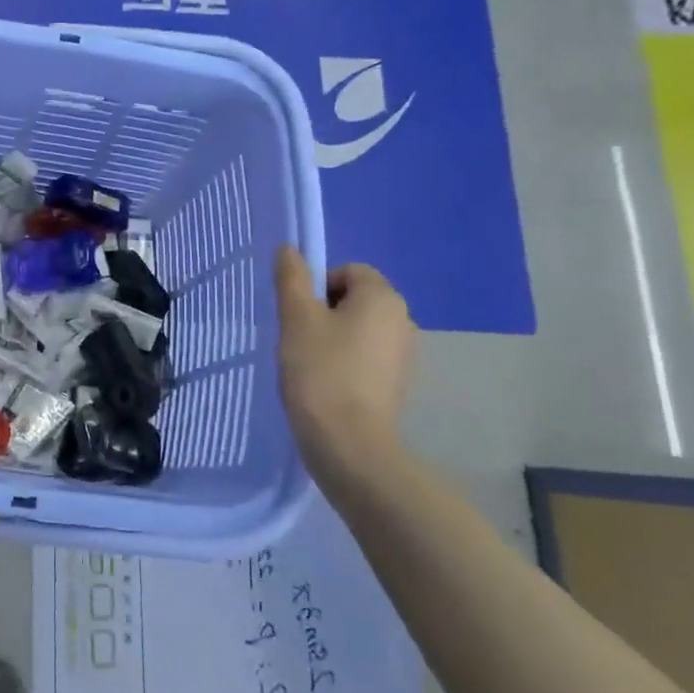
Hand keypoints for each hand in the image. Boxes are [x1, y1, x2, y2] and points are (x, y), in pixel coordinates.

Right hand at [275, 246, 416, 479]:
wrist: (349, 444)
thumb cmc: (320, 371)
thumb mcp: (296, 318)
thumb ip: (291, 278)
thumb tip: (289, 249)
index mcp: (383, 298)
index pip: (347, 271)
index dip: (316, 287)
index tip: (298, 315)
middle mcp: (403, 320)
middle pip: (354, 299)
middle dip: (324, 312)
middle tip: (298, 338)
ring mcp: (404, 355)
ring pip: (359, 329)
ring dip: (333, 338)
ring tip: (309, 364)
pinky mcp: (397, 383)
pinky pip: (366, 357)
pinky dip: (345, 363)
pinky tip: (326, 384)